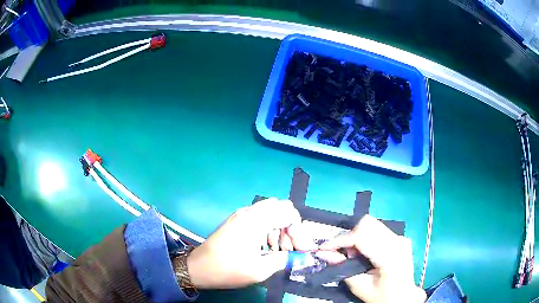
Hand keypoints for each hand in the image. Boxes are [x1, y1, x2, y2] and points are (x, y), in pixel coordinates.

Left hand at [186, 198, 310, 288]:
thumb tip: (296, 255)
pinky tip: (264, 246)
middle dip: (290, 227)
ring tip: (276, 250)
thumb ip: (283, 260)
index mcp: (256, 220)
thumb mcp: (260, 270)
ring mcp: (241, 215)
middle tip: (287, 248)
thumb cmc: (228, 269)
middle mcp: (249, 212)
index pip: (289, 212)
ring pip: (270, 212)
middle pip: (281, 208)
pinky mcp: (236, 221)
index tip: (299, 249)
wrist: (199, 268)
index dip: (299, 230)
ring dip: (279, 228)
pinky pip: (259, 217)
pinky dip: (268, 228)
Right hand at [317, 215, 425, 302]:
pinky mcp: (399, 238)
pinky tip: (363, 253)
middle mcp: (398, 241)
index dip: (341, 240)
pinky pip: (377, 230)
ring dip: (356, 236)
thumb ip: (342, 268)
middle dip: (349, 236)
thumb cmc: (382, 297)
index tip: (323, 248)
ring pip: (371, 224)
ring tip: (353, 255)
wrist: (403, 297)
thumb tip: (323, 253)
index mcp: (391, 256)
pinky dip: (364, 237)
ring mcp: (400, 237)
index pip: (363, 237)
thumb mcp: (360, 287)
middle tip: (342, 253)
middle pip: (368, 224)